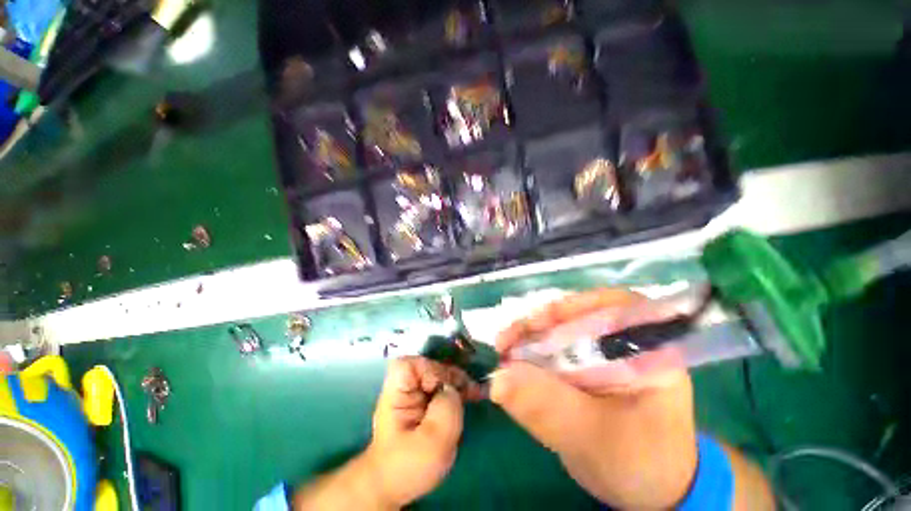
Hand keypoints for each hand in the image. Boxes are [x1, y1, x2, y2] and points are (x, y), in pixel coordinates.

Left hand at [366, 356, 482, 506]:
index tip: (445, 388)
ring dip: (457, 383)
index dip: (430, 370)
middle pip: (429, 366)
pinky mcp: (424, 402)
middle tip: (471, 389)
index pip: (409, 364)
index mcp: (396, 393)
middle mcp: (405, 387)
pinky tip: (470, 397)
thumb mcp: (431, 442)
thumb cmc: (408, 467)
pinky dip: (457, 391)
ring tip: (474, 393)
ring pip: (439, 375)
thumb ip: (445, 410)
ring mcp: (415, 394)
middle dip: (451, 376)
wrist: (396, 489)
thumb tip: (453, 388)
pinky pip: (443, 388)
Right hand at [491, 289, 698, 508]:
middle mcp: (627, 341)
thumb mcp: (593, 438)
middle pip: (578, 314)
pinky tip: (513, 363)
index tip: (535, 323)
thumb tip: (498, 378)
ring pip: (561, 328)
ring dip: (529, 337)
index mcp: (651, 350)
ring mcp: (605, 352)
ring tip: (503, 351)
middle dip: (539, 324)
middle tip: (506, 340)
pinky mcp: (586, 364)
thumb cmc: (637, 465)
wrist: (646, 492)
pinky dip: (531, 352)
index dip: (571, 306)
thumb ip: (548, 407)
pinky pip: (554, 348)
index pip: (612, 305)